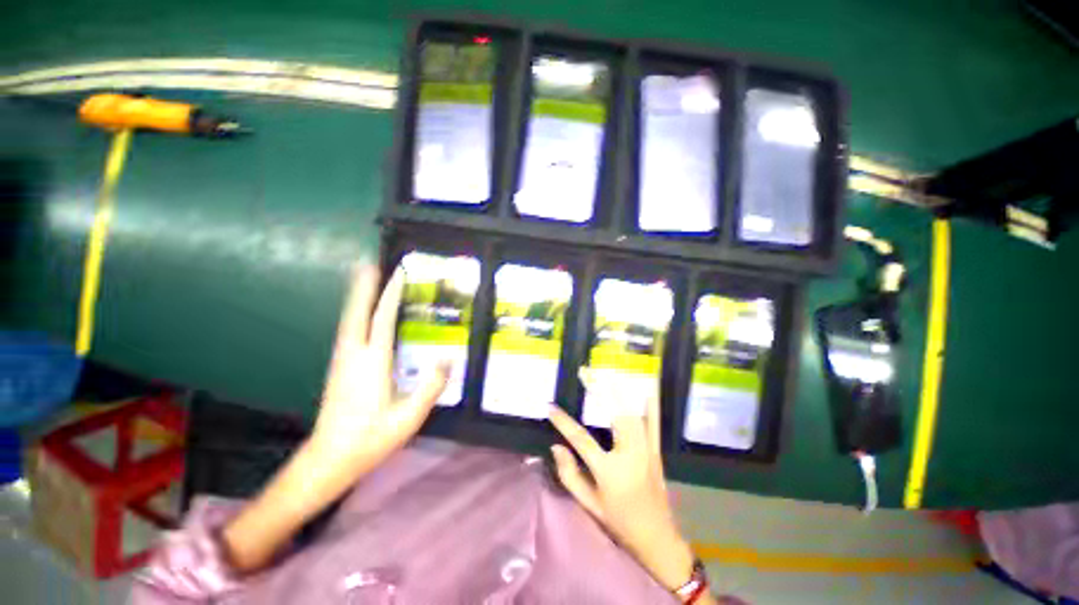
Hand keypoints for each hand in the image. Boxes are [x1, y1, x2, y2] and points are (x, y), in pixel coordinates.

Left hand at [311, 264, 448, 474]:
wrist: (329, 459)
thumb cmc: (371, 438)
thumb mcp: (409, 417)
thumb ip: (431, 386)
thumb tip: (448, 358)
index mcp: (372, 363)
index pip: (382, 319)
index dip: (390, 294)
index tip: (398, 273)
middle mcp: (353, 355)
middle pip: (357, 313)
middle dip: (363, 287)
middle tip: (367, 263)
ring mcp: (342, 361)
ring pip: (348, 320)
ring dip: (356, 298)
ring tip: (362, 279)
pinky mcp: (338, 368)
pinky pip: (347, 331)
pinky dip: (353, 314)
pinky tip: (358, 314)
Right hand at [547, 375, 696, 591]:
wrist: (657, 539)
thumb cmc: (618, 522)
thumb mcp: (589, 505)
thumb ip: (569, 475)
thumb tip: (555, 446)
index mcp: (609, 472)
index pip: (581, 440)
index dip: (563, 422)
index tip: (550, 407)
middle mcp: (629, 455)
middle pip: (614, 415)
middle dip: (599, 390)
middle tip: (586, 373)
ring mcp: (646, 451)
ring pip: (634, 414)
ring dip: (620, 392)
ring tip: (607, 375)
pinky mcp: (656, 451)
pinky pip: (655, 425)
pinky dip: (652, 407)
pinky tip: (649, 390)